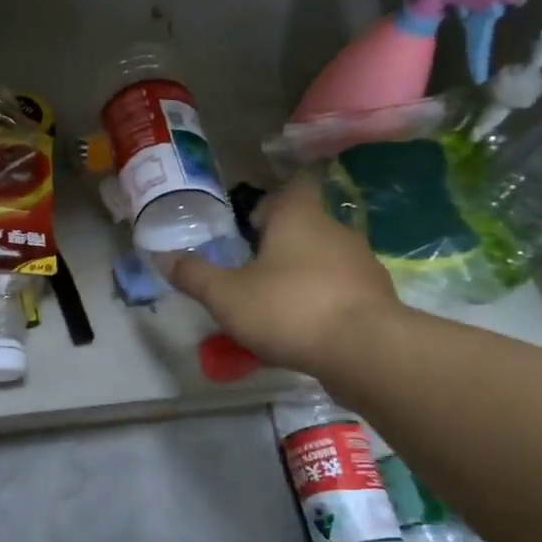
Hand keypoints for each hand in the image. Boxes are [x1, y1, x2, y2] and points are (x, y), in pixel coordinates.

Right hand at [160, 174, 404, 375]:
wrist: (367, 352)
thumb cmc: (289, 308)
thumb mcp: (226, 295)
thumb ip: (194, 276)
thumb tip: (162, 257)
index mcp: (299, 218)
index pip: (291, 188)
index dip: (270, 203)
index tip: (251, 226)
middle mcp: (336, 231)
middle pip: (306, 227)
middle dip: (280, 246)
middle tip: (251, 272)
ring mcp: (363, 265)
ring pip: (325, 261)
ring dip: (302, 277)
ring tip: (276, 307)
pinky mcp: (378, 299)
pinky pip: (343, 292)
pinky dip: (324, 303)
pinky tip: (305, 332)